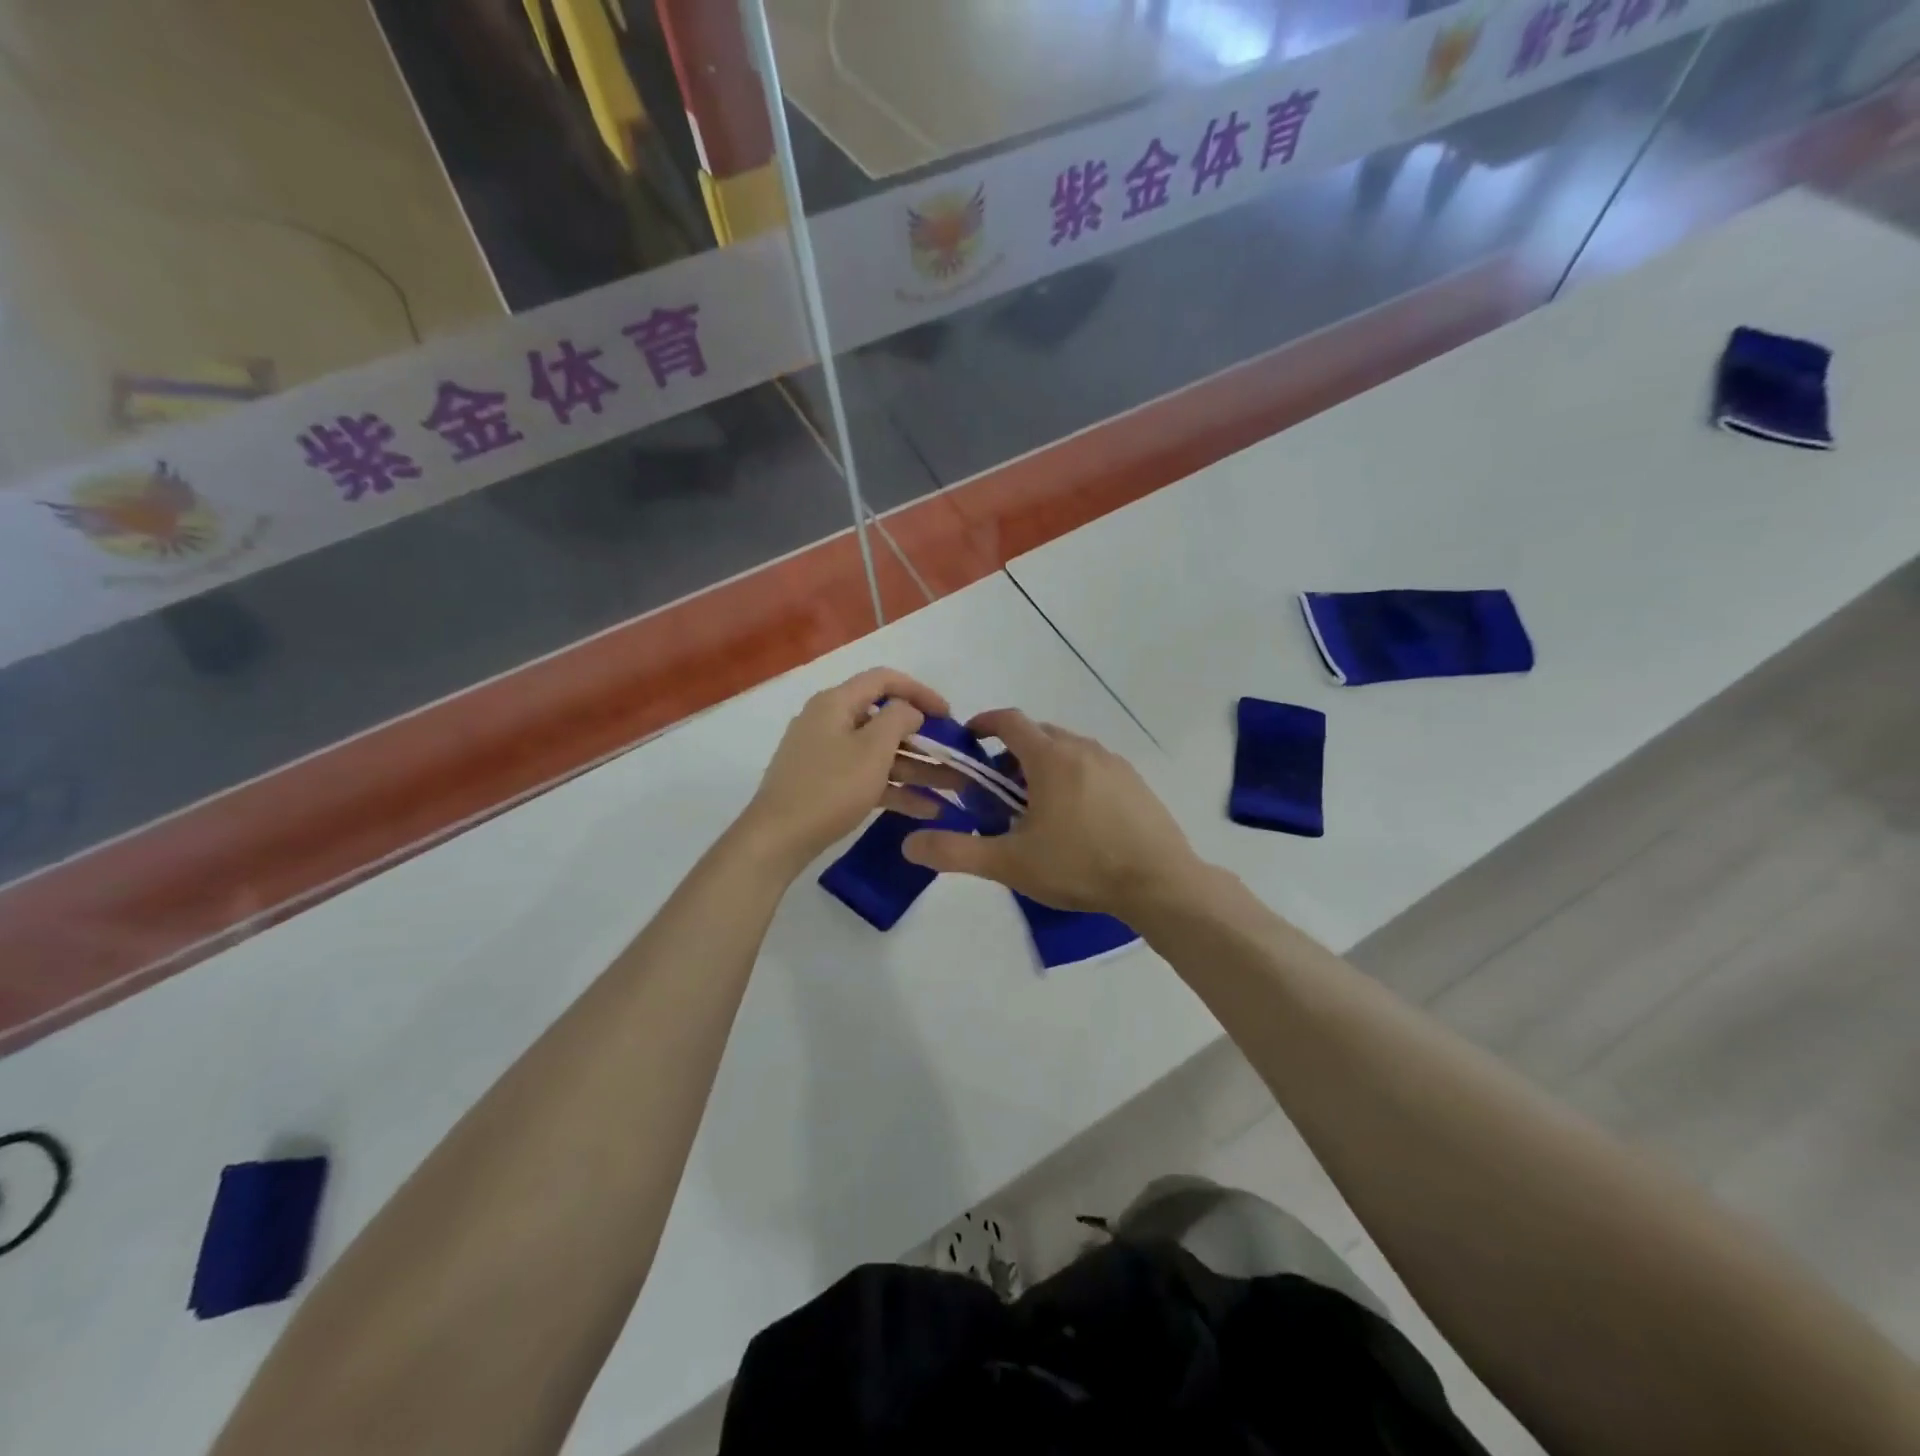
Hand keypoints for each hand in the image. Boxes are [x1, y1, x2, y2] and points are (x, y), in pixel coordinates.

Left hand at [736, 667, 957, 874]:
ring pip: (879, 753)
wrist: (777, 839)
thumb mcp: (872, 749)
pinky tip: (927, 809)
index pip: (884, 680)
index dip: (920, 692)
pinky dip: (895, 788)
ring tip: (952, 788)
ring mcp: (826, 754)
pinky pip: (868, 777)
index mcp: (836, 703)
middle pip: (884, 720)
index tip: (949, 715)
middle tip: (953, 757)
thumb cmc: (830, 788)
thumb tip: (909, 711)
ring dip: (916, 768)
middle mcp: (829, 721)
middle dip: (923, 739)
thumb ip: (899, 719)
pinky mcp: (826, 784)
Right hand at [902, 710, 1203, 916]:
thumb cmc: (1080, 866)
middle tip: (998, 789)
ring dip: (1044, 765)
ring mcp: (1115, 764)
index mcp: (1050, 757)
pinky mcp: (1136, 783)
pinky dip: (1074, 776)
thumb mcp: (1010, 863)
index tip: (970, 738)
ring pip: (1068, 750)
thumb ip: (956, 852)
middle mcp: (1083, 748)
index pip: (1010, 720)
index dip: (984, 723)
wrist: (1160, 882)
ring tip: (1036, 806)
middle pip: (1039, 734)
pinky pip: (1094, 766)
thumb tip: (909, 844)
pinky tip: (1077, 818)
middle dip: (1012, 752)